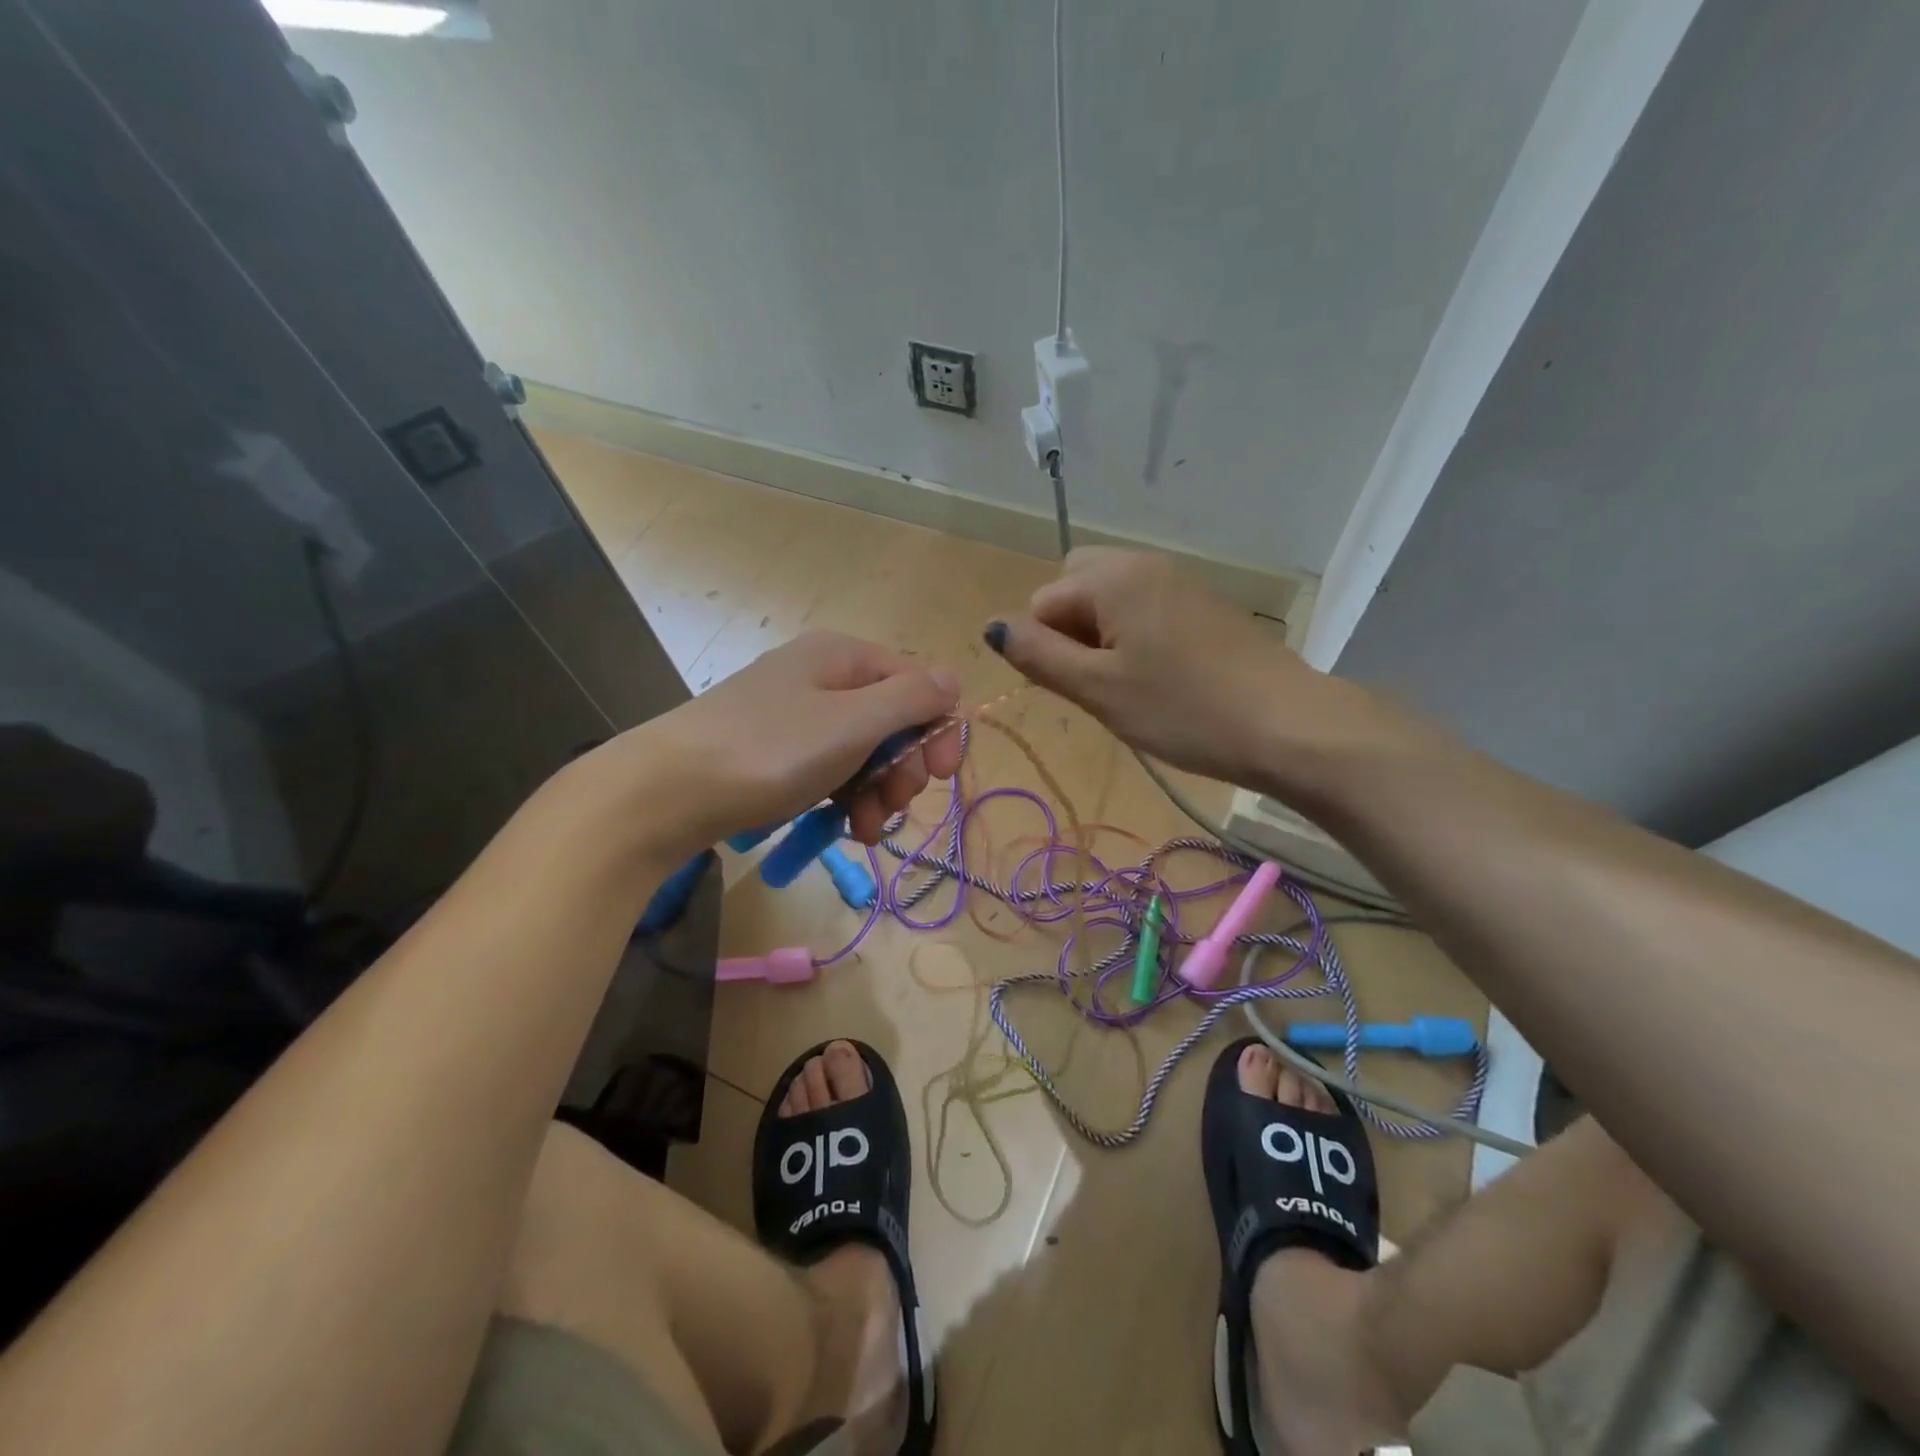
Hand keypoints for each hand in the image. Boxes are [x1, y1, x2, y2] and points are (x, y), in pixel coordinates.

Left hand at [614, 629, 961, 849]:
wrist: (665, 793)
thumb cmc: (770, 751)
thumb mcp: (852, 722)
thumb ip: (912, 698)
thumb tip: (953, 679)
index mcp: (844, 656)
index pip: (919, 683)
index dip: (937, 728)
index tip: (938, 776)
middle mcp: (823, 676)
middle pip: (893, 720)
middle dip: (902, 767)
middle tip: (892, 804)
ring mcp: (797, 715)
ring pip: (863, 751)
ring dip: (876, 792)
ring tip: (865, 830)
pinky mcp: (776, 751)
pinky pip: (831, 769)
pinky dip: (845, 797)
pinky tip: (843, 827)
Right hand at [986, 547, 1315, 786]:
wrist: (1285, 725)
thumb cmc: (1182, 709)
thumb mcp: (1098, 689)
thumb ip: (1037, 654)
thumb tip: (991, 626)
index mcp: (1111, 576)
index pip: (1042, 602)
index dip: (1047, 648)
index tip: (1081, 687)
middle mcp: (1143, 564)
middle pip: (1074, 587)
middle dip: (1069, 631)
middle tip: (1097, 682)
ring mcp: (1179, 582)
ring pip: (1110, 600)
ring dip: (1101, 638)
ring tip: (1128, 685)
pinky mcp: (1203, 605)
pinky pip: (1145, 609)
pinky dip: (1134, 638)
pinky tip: (1160, 679)